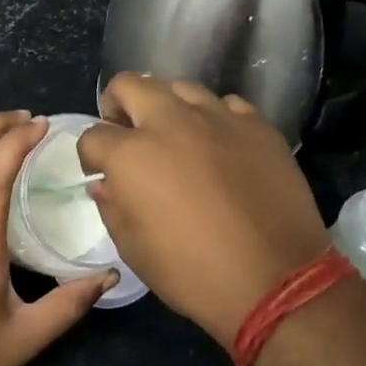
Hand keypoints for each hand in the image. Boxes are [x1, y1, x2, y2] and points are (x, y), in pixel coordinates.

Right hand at [77, 74, 330, 348]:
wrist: (275, 280)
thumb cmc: (192, 273)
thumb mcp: (135, 250)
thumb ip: (113, 208)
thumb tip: (106, 184)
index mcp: (133, 155)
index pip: (93, 135)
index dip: (90, 154)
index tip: (99, 170)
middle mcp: (171, 122)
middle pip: (131, 85)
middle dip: (119, 104)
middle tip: (127, 130)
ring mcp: (219, 118)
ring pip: (182, 88)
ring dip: (169, 107)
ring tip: (177, 134)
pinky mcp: (258, 125)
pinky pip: (228, 106)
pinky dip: (215, 119)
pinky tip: (221, 144)